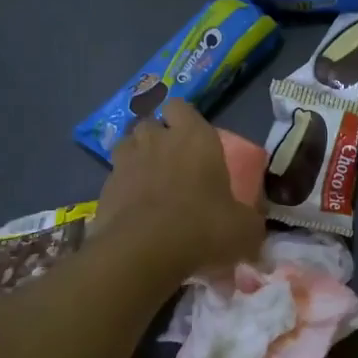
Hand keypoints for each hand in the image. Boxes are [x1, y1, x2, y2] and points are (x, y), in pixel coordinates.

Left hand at [97, 101, 263, 278]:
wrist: (143, 251)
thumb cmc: (203, 227)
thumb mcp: (244, 229)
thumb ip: (249, 221)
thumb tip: (254, 228)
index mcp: (195, 137)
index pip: (181, 106)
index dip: (183, 119)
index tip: (192, 139)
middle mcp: (158, 140)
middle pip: (151, 123)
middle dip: (157, 137)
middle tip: (171, 161)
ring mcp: (126, 161)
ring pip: (127, 144)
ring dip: (136, 156)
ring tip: (148, 180)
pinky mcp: (104, 187)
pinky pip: (114, 177)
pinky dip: (122, 187)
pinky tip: (132, 208)